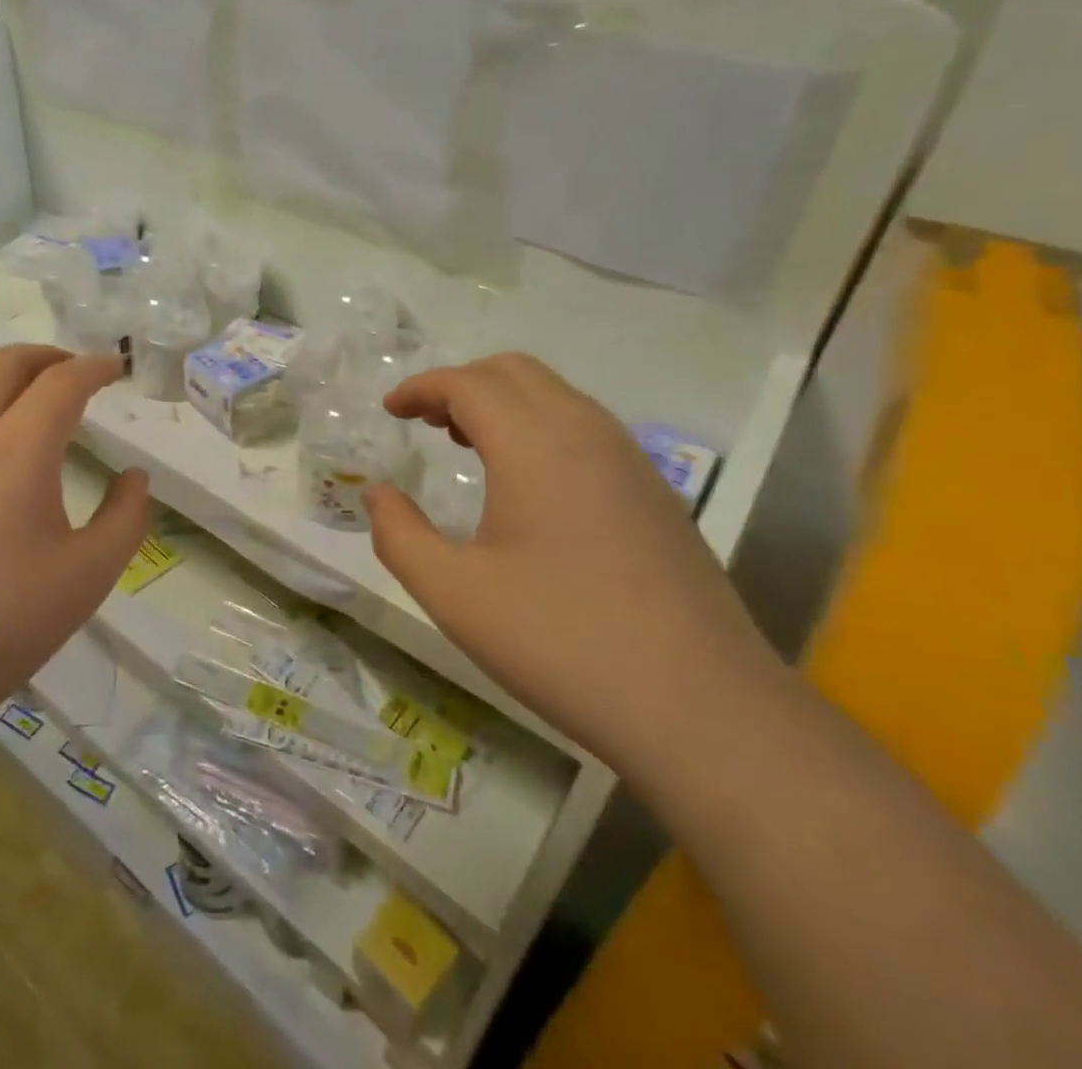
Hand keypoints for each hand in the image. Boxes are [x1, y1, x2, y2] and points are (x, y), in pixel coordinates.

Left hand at [0, 345, 149, 715]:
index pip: (63, 382)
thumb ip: (126, 517)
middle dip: (47, 356)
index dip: (95, 367)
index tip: (117, 367)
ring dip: (1, 369)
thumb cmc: (2, 622)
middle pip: (5, 364)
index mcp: (18, 448)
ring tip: (26, 386)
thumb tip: (134, 478)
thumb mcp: (89, 575)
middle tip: (75, 371)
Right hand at [363, 353, 782, 770]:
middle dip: (461, 383)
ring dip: (502, 402)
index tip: (390, 410)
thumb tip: (377, 493)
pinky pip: (585, 427)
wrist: (704, 709)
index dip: (421, 387)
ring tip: (465, 444)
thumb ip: (399, 535)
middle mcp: (586, 433)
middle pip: (514, 371)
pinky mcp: (655, 492)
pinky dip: (539, 426)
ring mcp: (630, 460)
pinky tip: (526, 483)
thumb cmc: (562, 643)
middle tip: (424, 422)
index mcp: (534, 445)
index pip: (468, 383)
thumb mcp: (454, 595)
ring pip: (555, 395)